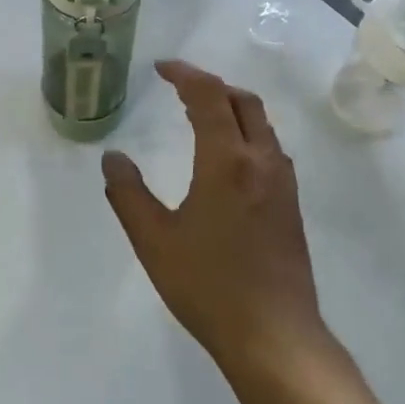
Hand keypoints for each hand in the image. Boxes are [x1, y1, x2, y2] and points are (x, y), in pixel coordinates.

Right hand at [102, 60, 324, 370]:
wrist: (274, 335)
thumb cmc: (208, 286)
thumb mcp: (154, 240)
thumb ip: (128, 194)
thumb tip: (113, 158)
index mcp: (227, 161)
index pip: (208, 96)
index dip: (184, 74)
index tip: (160, 68)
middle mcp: (261, 161)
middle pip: (243, 101)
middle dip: (210, 85)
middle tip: (178, 88)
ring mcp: (283, 183)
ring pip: (261, 124)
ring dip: (231, 108)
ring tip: (200, 115)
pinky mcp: (291, 205)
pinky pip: (268, 148)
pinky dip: (245, 133)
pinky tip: (226, 158)